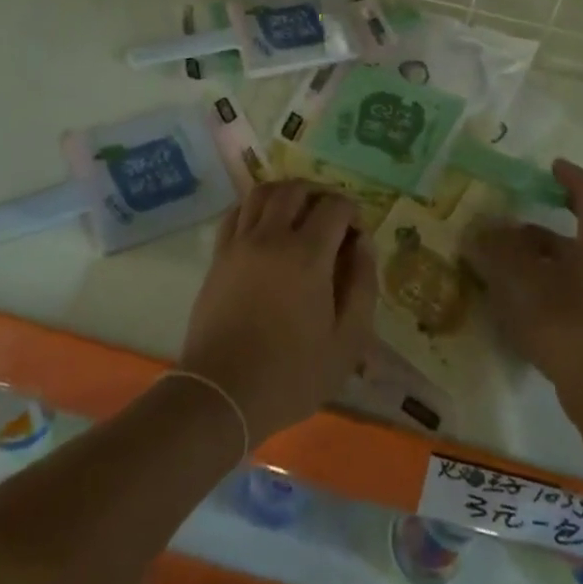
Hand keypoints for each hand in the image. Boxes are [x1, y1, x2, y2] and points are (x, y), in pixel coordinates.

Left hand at [180, 181, 377, 447]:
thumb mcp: (347, 341)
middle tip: (329, 220)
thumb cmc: (292, 374)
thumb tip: (363, 243)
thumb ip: (362, 285)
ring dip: (286, 194)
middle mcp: (272, 236)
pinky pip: (237, 211)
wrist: (223, 394)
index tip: (356, 236)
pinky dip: (254, 207)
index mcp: (308, 255)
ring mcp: (241, 242)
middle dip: (319, 196)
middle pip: (297, 189)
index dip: (352, 213)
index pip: (335, 206)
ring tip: (298, 214)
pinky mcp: (219, 255)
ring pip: (263, 192)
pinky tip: (264, 226)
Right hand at [464, 160, 582, 424]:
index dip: (570, 177)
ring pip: (582, 263)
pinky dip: (557, 284)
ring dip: (548, 258)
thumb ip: (499, 251)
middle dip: (545, 226)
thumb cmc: (572, 323)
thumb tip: (479, 231)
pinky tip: (529, 302)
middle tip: (513, 224)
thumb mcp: (525, 281)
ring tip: (511, 266)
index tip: (552, 166)